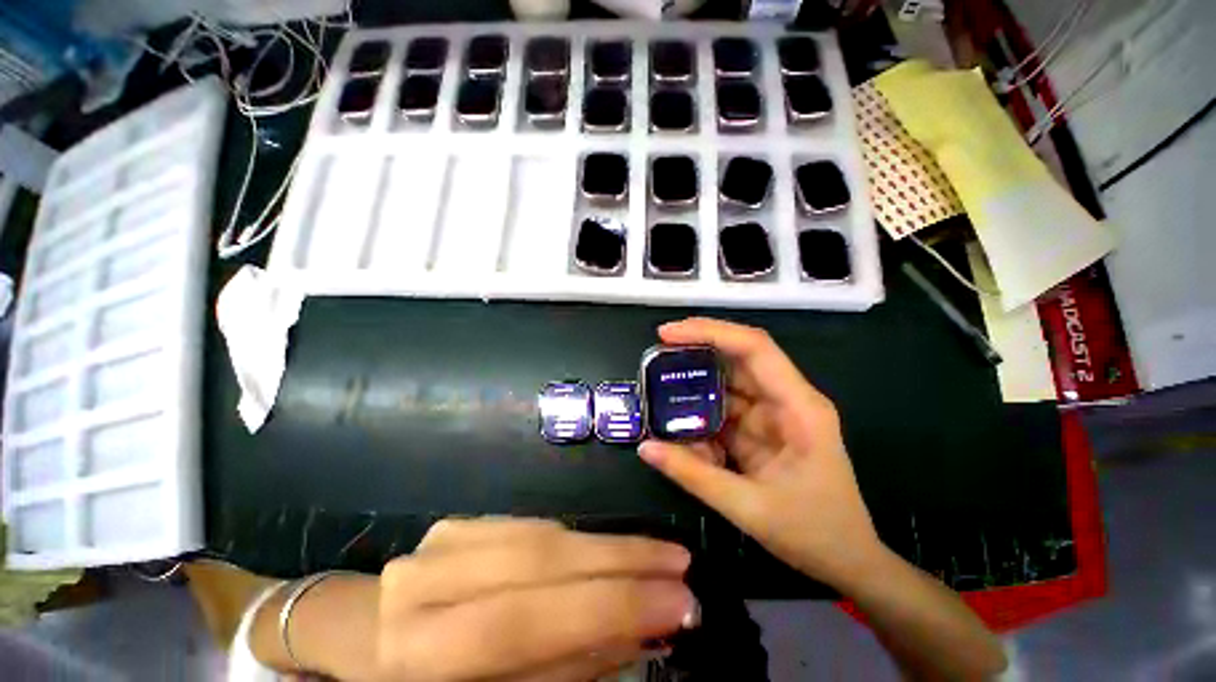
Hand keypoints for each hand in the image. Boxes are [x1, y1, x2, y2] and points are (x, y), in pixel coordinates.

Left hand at [375, 517, 696, 680]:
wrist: (367, 643)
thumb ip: (569, 664)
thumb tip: (643, 629)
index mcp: (420, 655)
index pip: (529, 623)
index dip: (611, 606)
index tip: (680, 600)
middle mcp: (425, 585)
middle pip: (540, 560)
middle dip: (620, 560)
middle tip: (679, 563)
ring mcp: (440, 542)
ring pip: (542, 534)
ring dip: (606, 544)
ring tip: (655, 553)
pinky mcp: (457, 522)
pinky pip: (531, 526)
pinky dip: (574, 538)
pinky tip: (605, 549)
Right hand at [638, 318, 881, 590]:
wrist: (847, 561)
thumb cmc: (814, 534)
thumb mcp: (748, 507)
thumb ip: (693, 475)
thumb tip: (645, 447)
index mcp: (798, 407)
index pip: (754, 348)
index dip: (711, 332)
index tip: (670, 334)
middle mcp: (787, 399)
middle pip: (739, 357)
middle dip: (698, 348)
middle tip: (658, 349)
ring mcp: (774, 413)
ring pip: (728, 383)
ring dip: (696, 386)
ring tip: (660, 389)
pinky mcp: (762, 428)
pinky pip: (725, 410)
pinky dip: (701, 416)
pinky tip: (681, 429)